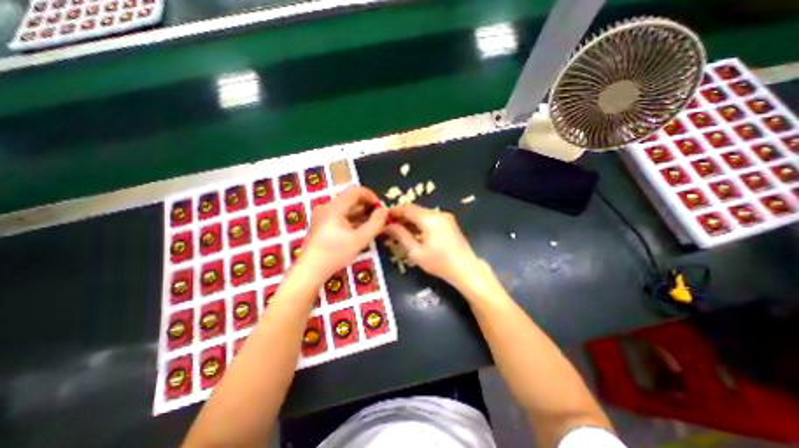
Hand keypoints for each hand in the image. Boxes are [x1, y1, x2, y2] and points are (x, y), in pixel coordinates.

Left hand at [299, 186, 388, 281]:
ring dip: (361, 215)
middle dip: (367, 207)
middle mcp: (327, 207)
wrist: (310, 271)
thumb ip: (375, 223)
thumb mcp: (360, 239)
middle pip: (351, 199)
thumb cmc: (335, 254)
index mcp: (334, 207)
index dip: (371, 196)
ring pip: (346, 209)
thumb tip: (384, 210)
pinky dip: (352, 220)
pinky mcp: (322, 224)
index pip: (356, 191)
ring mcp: (323, 216)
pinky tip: (361, 230)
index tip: (381, 209)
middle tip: (379, 219)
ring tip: (373, 226)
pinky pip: (340, 216)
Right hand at [384, 204, 483, 287]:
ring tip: (400, 230)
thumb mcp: (416, 252)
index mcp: (429, 218)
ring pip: (423, 213)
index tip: (383, 217)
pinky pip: (430, 218)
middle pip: (415, 210)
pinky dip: (420, 223)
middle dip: (402, 216)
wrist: (466, 269)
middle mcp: (438, 213)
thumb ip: (401, 236)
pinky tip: (414, 232)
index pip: (407, 208)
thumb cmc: (439, 263)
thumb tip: (388, 226)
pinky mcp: (449, 222)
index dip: (394, 211)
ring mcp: (445, 217)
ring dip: (411, 220)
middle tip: (390, 226)